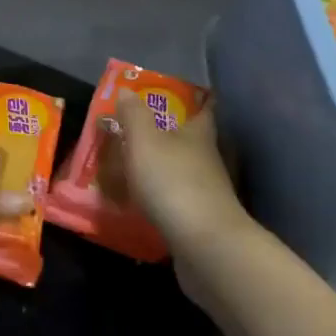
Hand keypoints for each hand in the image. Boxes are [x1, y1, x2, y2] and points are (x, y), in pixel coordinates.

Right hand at [116, 93, 253, 254]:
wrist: (204, 245)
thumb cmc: (172, 181)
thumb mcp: (145, 140)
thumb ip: (134, 115)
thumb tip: (127, 91)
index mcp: (198, 134)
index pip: (203, 108)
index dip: (195, 100)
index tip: (184, 94)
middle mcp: (208, 159)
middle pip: (191, 141)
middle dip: (170, 135)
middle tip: (139, 132)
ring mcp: (207, 192)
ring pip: (184, 172)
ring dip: (164, 169)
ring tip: (133, 169)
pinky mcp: (201, 221)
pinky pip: (178, 202)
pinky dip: (162, 199)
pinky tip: (142, 205)